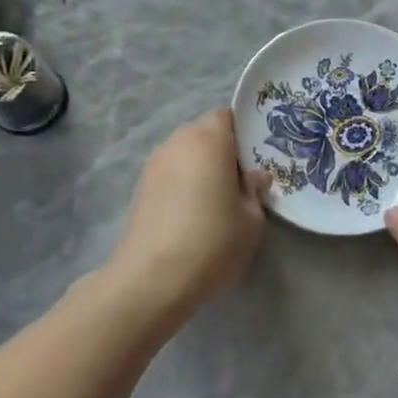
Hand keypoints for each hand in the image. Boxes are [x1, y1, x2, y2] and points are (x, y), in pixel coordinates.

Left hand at [106, 110, 271, 314]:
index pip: (228, 117)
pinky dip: (184, 185)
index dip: (244, 133)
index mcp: (208, 139)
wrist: (152, 280)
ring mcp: (153, 165)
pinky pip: (171, 175)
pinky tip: (194, 214)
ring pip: (186, 155)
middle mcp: (177, 142)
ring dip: (202, 169)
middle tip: (242, 182)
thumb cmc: (213, 241)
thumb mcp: (251, 219)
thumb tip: (254, 177)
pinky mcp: (140, 189)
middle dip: (223, 151)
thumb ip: (254, 191)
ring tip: (217, 201)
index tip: (256, 159)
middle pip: (205, 134)